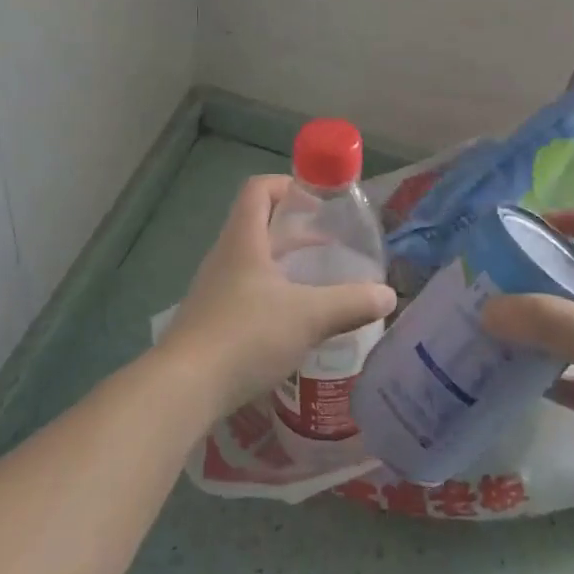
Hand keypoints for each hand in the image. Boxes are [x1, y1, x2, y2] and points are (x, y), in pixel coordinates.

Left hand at [157, 175, 396, 419]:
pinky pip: (247, 293)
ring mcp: (214, 289)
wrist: (185, 388)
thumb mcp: (308, 317)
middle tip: (332, 246)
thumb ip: (351, 303)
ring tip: (319, 284)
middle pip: (259, 225)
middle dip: (296, 231)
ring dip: (286, 265)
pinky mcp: (211, 320)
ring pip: (254, 262)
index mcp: (243, 240)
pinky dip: (274, 295)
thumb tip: (388, 295)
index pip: (259, 189)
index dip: (288, 185)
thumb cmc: (246, 336)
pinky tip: (295, 323)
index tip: (318, 203)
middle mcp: (225, 257)